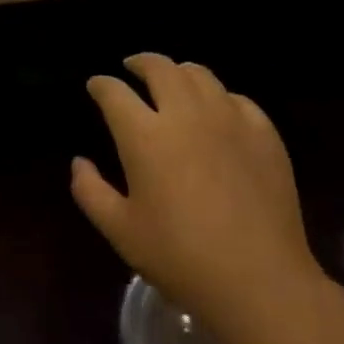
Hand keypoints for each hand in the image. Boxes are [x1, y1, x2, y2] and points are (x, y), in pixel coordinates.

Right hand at [71, 54, 329, 340]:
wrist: (259, 280)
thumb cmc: (180, 257)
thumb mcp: (120, 231)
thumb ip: (90, 191)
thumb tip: (79, 162)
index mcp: (145, 136)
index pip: (114, 93)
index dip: (101, 85)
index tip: (96, 86)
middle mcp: (186, 114)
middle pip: (160, 68)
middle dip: (140, 62)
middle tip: (132, 68)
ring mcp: (230, 120)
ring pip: (200, 75)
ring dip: (179, 72)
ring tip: (172, 81)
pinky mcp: (264, 134)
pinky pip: (237, 99)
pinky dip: (218, 97)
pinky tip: (216, 111)